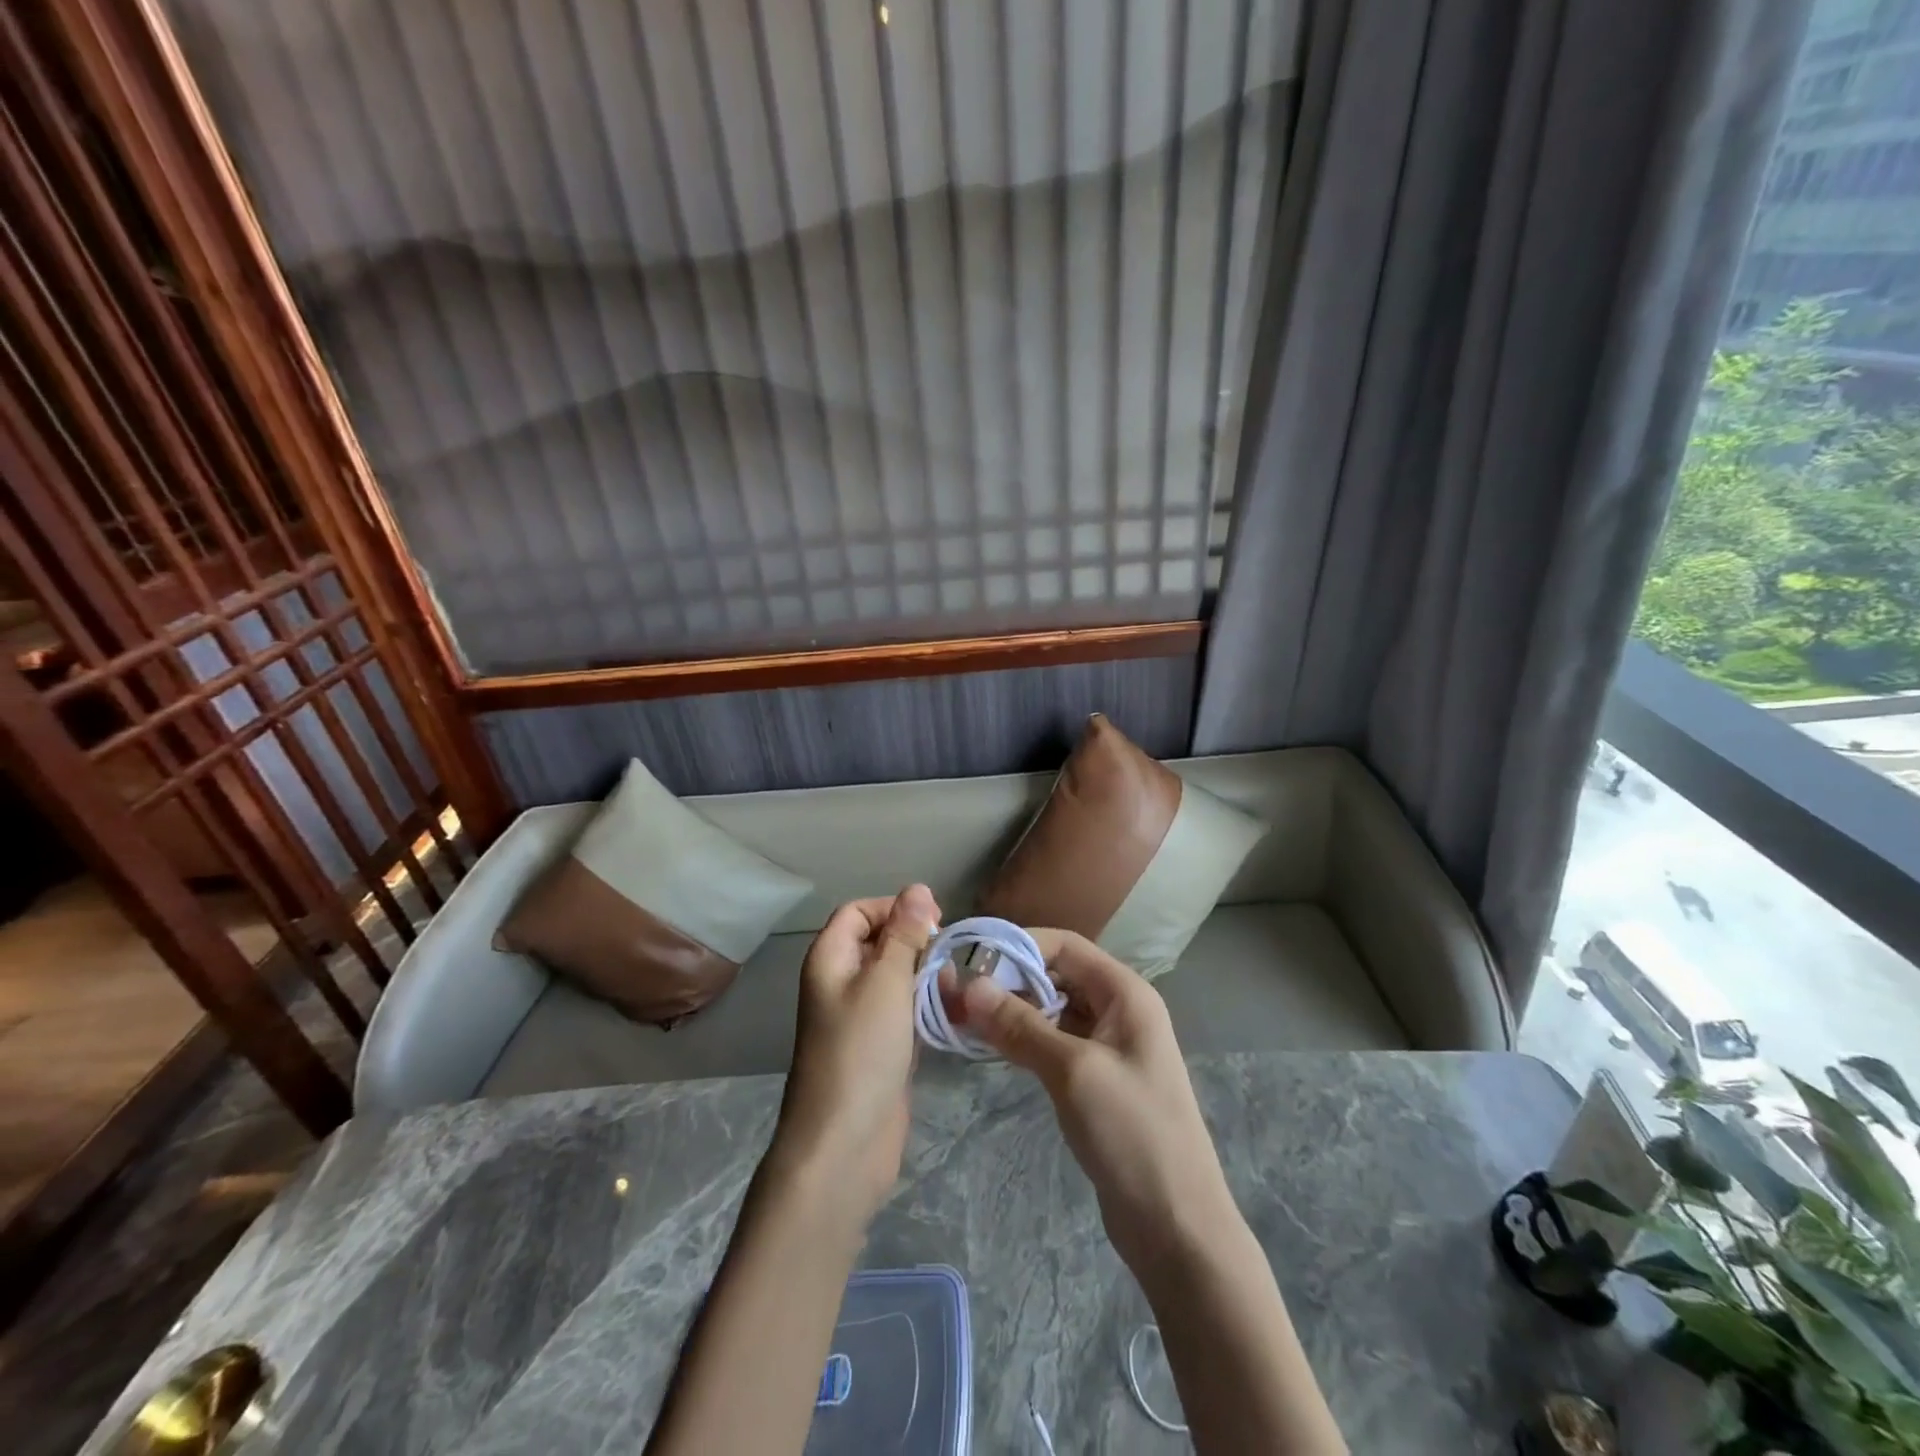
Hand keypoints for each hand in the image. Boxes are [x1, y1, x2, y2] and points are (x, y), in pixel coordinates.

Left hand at [771, 885, 939, 1223]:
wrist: (845, 1143)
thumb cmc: (861, 1050)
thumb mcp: (886, 982)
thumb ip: (904, 934)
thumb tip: (917, 888)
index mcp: (830, 959)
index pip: (859, 911)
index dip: (894, 908)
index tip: (933, 921)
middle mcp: (841, 981)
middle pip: (880, 942)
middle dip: (916, 943)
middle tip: (948, 958)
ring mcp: (860, 1016)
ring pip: (897, 977)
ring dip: (927, 976)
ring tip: (956, 990)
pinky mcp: (880, 1046)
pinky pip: (905, 1010)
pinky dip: (927, 1006)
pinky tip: (954, 1012)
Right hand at [954, 929, 1239, 1276]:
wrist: (1176, 1225)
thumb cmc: (1132, 1133)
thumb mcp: (1072, 1071)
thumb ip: (1020, 1025)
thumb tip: (969, 985)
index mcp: (1125, 993)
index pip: (1065, 945)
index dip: (1018, 944)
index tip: (970, 958)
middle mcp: (1119, 1009)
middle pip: (1057, 974)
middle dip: (1010, 979)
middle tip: (958, 993)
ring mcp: (1109, 1046)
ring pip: (1053, 1009)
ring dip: (1013, 1010)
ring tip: (964, 1018)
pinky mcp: (1097, 1078)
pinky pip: (1055, 1041)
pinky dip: (1024, 1038)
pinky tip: (992, 1047)